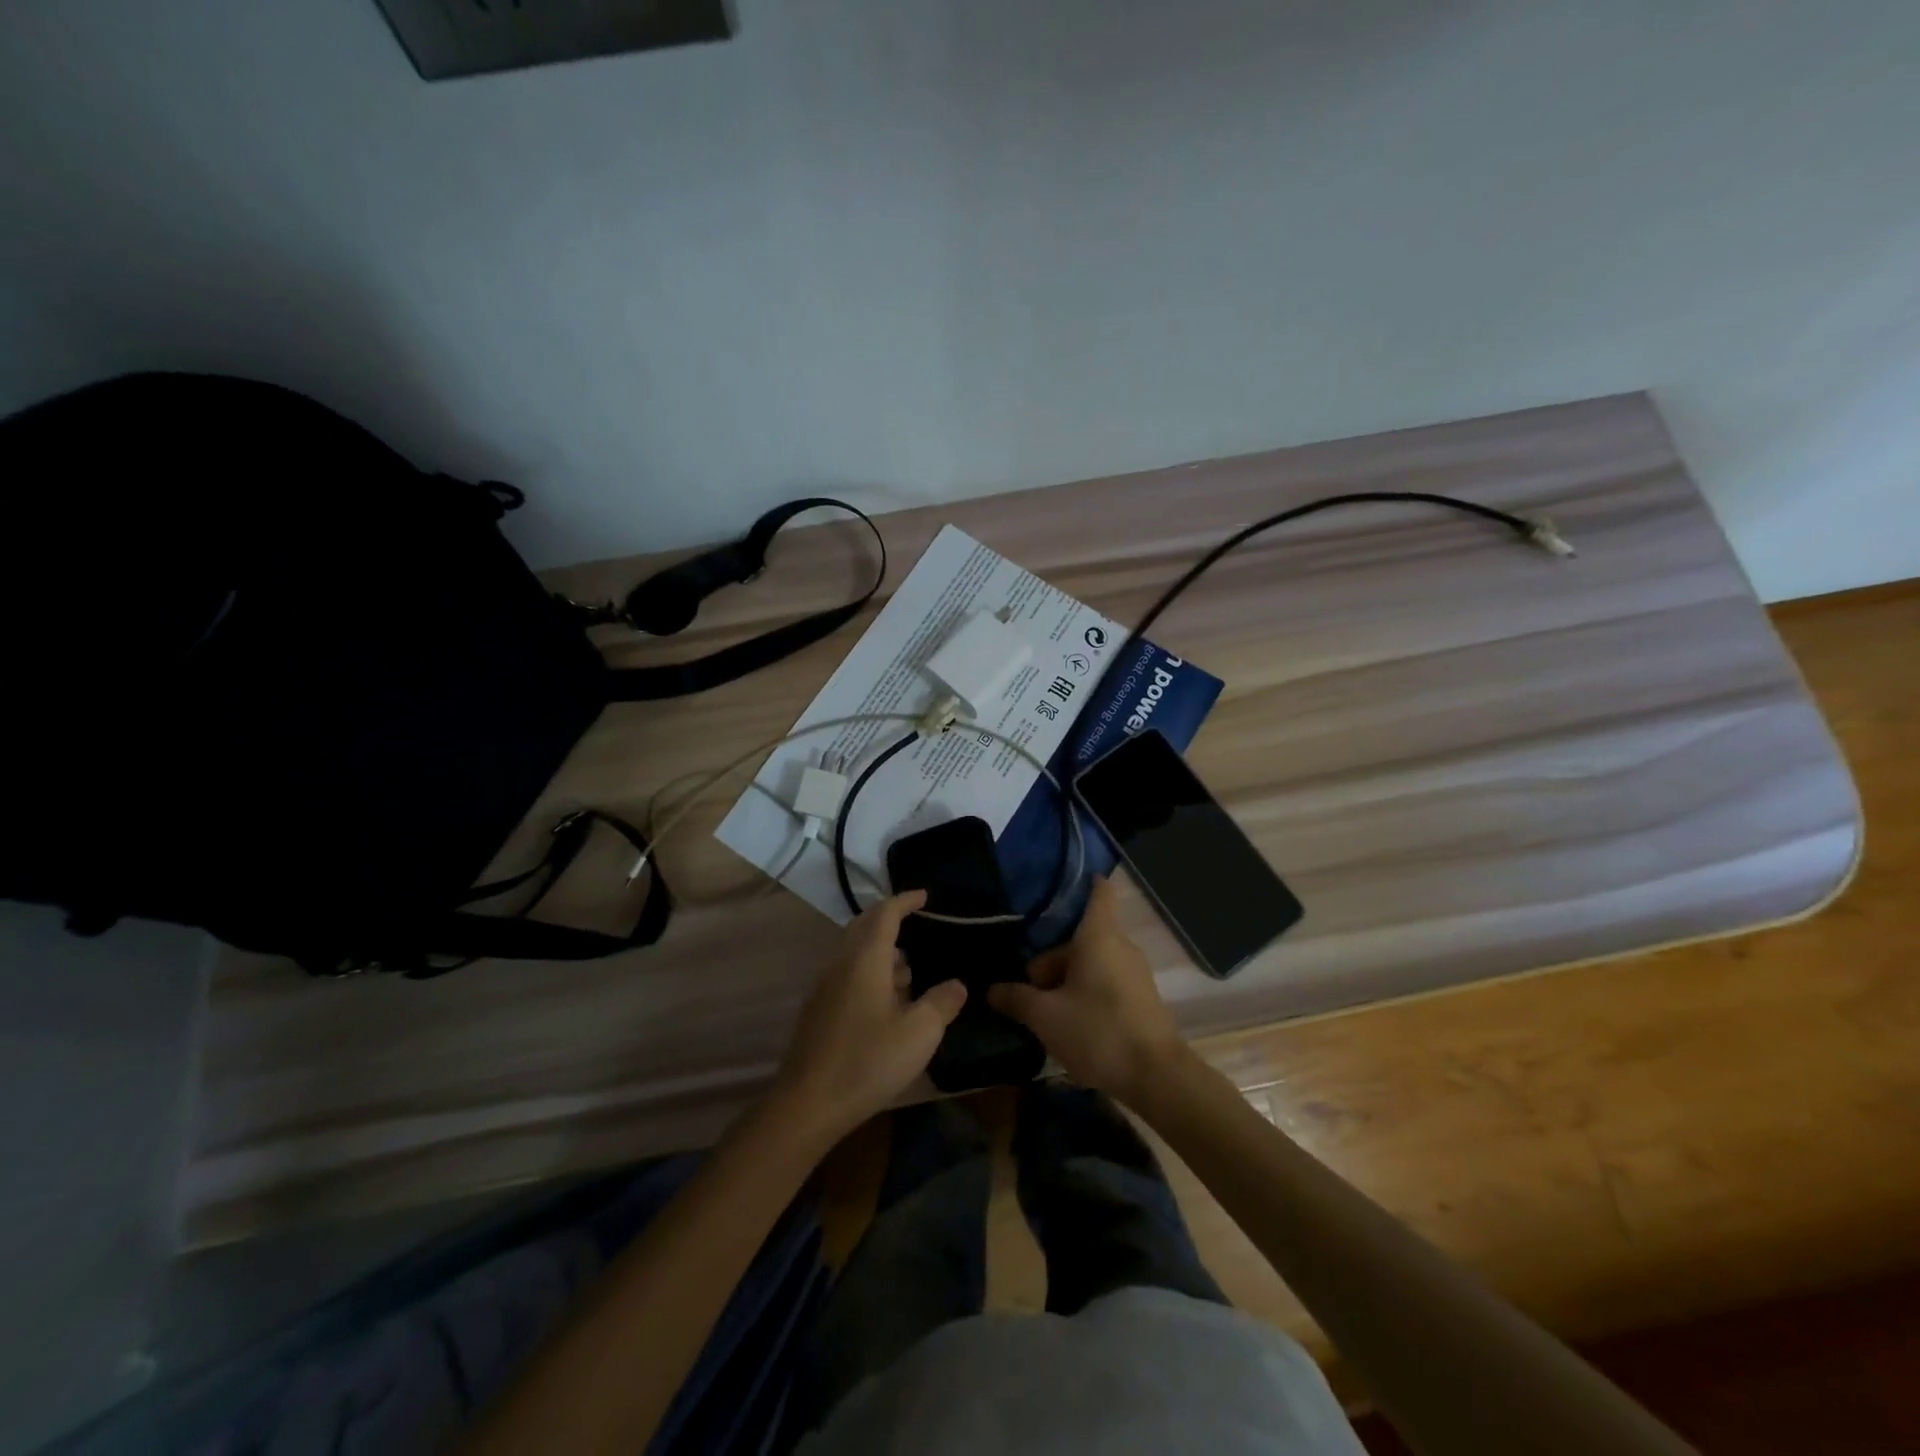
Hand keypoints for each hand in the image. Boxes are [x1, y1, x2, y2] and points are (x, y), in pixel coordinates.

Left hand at [770, 891, 966, 1142]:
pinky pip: (848, 975)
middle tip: (916, 921)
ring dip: (881, 951)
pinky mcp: (819, 1011)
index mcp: (865, 959)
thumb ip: (942, 1003)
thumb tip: (957, 984)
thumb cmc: (868, 1061)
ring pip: (855, 953)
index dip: (905, 901)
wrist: (808, 1104)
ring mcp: (826, 988)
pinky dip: (871, 972)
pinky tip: (889, 1001)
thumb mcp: (919, 1033)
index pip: (885, 914)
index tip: (924, 895)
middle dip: (889, 919)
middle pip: (863, 927)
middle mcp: (842, 964)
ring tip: (911, 966)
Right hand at [989, 877, 1187, 1104]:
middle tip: (1029, 992)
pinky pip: (1105, 983)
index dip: (1083, 882)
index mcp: (1099, 936)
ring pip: (1091, 963)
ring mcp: (1134, 973)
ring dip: (1066, 982)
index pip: (1098, 892)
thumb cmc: (1098, 1032)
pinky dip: (1085, 995)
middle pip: (1080, 938)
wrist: (1156, 1078)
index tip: (1061, 885)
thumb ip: (1016, 998)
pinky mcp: (1141, 999)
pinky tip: (1071, 1027)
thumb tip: (992, 990)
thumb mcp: (1045, 1016)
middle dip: (1052, 961)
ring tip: (1046, 1016)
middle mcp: (1120, 946)